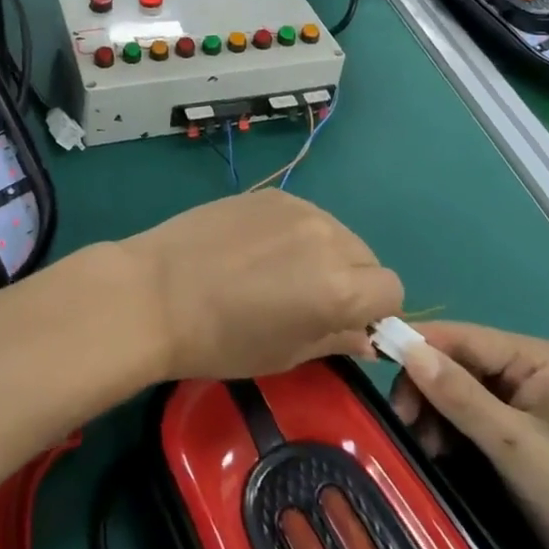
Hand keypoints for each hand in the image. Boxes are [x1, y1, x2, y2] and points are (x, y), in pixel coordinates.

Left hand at [117, 189, 402, 381]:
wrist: (156, 292)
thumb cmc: (221, 340)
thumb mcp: (287, 354)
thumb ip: (336, 339)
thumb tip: (365, 336)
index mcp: (340, 285)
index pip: (391, 292)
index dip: (374, 314)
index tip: (345, 324)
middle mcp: (329, 237)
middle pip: (367, 258)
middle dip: (352, 281)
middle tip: (311, 301)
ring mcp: (298, 208)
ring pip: (337, 232)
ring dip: (325, 254)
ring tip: (280, 273)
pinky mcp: (270, 193)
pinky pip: (304, 216)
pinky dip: (297, 234)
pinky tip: (258, 250)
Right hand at [392, 323, 548, 548]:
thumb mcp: (516, 446)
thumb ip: (460, 396)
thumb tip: (406, 347)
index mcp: (540, 357)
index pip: (465, 337)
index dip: (419, 347)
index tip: (376, 367)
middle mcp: (535, 370)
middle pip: (462, 365)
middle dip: (428, 391)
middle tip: (404, 427)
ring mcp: (534, 405)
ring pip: (466, 394)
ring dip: (438, 416)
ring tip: (422, 449)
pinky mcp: (530, 438)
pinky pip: (480, 421)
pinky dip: (456, 434)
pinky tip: (439, 455)